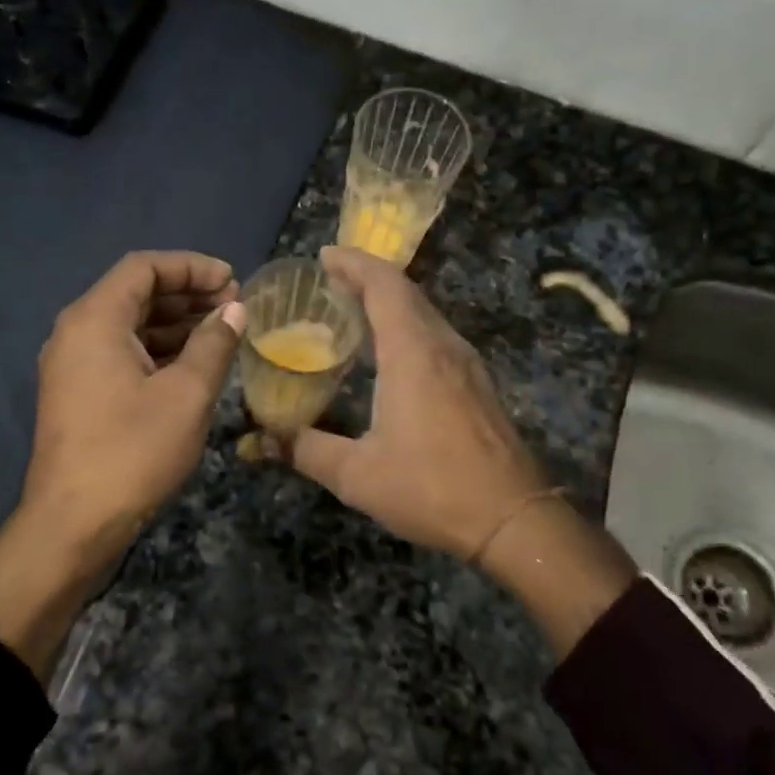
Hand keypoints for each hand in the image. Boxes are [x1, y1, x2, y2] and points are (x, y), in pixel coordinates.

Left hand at [24, 249, 246, 557]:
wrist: (74, 524)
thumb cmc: (133, 451)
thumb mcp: (187, 394)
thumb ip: (214, 343)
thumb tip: (235, 309)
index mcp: (94, 320)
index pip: (143, 268)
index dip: (192, 266)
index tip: (232, 280)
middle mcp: (76, 333)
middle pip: (135, 293)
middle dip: (187, 293)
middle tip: (234, 305)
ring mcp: (73, 365)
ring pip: (129, 326)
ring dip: (175, 323)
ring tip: (222, 331)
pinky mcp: (79, 393)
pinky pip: (122, 353)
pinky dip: (158, 350)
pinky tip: (194, 363)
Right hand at [286, 246, 548, 559]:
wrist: (513, 518)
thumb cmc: (432, 488)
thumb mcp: (358, 475)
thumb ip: (306, 450)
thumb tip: (262, 440)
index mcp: (413, 353)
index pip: (384, 285)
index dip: (354, 263)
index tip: (325, 256)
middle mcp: (443, 346)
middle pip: (406, 292)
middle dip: (368, 277)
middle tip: (329, 281)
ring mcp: (467, 364)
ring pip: (426, 313)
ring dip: (391, 301)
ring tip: (354, 310)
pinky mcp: (478, 384)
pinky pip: (438, 336)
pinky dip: (409, 326)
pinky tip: (391, 353)